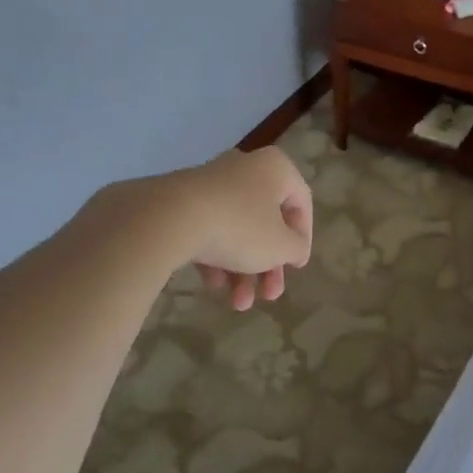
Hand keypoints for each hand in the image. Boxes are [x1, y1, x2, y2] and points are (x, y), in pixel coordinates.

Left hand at [163, 147, 313, 309]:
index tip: (296, 267)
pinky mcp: (183, 200)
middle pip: (267, 222)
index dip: (304, 238)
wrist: (168, 218)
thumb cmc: (240, 227)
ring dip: (243, 270)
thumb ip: (296, 249)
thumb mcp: (280, 246)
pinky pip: (210, 229)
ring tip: (238, 304)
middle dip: (268, 266)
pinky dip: (216, 257)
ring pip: (237, 229)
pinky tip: (213, 285)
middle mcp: (245, 168)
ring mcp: (211, 183)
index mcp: (275, 169)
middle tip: (269, 296)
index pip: (301, 203)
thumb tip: (295, 249)